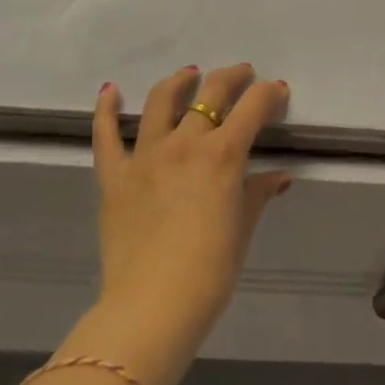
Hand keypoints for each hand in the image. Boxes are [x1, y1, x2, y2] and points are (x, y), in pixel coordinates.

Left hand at [67, 64, 290, 384]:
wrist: (151, 309)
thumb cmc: (210, 272)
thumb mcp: (243, 228)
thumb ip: (258, 193)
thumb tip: (278, 177)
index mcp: (224, 154)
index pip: (254, 106)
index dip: (270, 94)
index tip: (278, 94)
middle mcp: (186, 143)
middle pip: (212, 91)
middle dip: (233, 77)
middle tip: (243, 77)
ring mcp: (146, 156)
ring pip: (162, 101)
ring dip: (179, 82)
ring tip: (190, 75)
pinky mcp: (115, 177)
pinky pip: (106, 136)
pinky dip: (105, 110)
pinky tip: (109, 90)